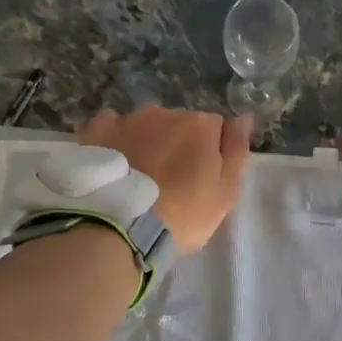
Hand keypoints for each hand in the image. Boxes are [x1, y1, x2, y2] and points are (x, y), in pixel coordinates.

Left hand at [78, 107, 251, 252]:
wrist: (120, 228)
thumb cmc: (183, 214)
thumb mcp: (226, 192)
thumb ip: (237, 151)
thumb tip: (244, 117)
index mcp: (201, 125)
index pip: (216, 128)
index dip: (212, 153)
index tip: (203, 178)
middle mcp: (165, 113)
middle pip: (180, 124)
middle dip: (179, 145)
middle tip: (171, 182)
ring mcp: (127, 120)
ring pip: (146, 125)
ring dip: (148, 142)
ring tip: (140, 177)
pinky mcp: (97, 132)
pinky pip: (112, 126)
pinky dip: (117, 139)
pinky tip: (116, 162)